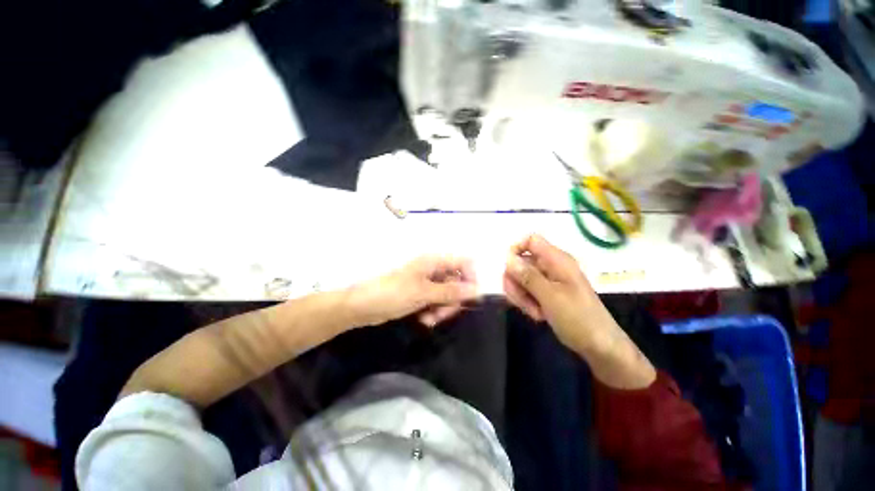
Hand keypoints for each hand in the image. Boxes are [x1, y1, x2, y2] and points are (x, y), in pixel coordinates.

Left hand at [349, 255, 480, 327]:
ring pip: (448, 295)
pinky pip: (437, 302)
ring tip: (430, 319)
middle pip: (457, 282)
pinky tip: (425, 319)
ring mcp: (427, 282)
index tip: (470, 298)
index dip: (471, 279)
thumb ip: (452, 291)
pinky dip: (434, 311)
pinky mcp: (421, 294)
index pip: (464, 263)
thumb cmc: (392, 294)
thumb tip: (477, 290)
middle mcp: (433, 269)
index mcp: (434, 261)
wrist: (362, 307)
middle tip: (443, 314)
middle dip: (453, 300)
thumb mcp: (424, 293)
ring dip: (443, 309)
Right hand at [502, 234, 655, 387]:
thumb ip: (528, 276)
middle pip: (521, 262)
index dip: (516, 250)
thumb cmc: (578, 318)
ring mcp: (548, 280)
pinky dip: (527, 302)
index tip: (508, 270)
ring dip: (521, 295)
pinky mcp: (546, 293)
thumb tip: (508, 259)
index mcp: (557, 260)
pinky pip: (527, 290)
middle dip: (516, 282)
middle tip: (523, 300)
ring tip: (534, 311)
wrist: (599, 346)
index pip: (530, 240)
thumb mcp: (550, 296)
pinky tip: (538, 314)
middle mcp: (551, 266)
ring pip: (521, 278)